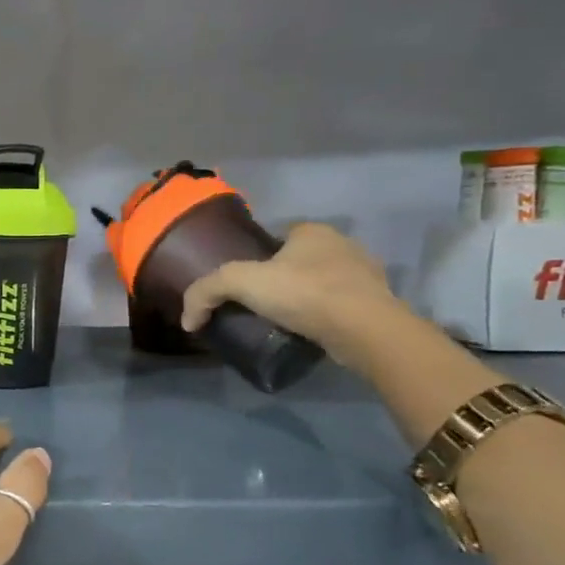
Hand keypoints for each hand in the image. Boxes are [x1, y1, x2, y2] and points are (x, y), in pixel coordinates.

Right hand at [180, 221, 405, 368]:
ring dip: (305, 299)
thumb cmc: (305, 293)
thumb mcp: (242, 282)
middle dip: (281, 279)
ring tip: (282, 322)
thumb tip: (187, 319)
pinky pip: (340, 307)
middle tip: (259, 306)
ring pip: (321, 283)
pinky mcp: (376, 304)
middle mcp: (342, 245)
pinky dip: (324, 317)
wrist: (365, 330)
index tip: (244, 285)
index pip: (276, 238)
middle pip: (298, 261)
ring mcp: (365, 274)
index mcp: (312, 231)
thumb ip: (206, 291)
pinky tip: (309, 333)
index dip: (257, 259)